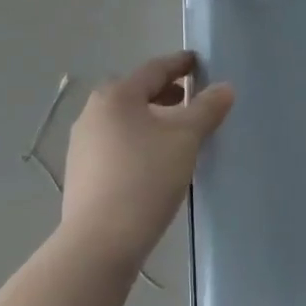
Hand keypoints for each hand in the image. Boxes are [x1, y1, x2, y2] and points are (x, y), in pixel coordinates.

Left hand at [61, 52, 233, 269]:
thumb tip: (225, 87)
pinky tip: (153, 162)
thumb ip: (206, 109)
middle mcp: (93, 112)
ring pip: (125, 119)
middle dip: (165, 93)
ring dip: (151, 119)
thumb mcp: (184, 140)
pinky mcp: (80, 172)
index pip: (154, 69)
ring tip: (176, 133)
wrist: (99, 243)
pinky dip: (137, 141)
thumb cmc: (145, 178)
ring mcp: (82, 143)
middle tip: (190, 99)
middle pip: (136, 93)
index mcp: (116, 95)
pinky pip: (115, 144)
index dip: (179, 64)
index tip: (198, 62)